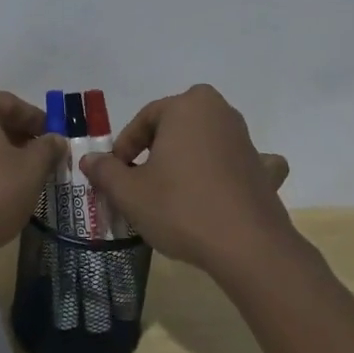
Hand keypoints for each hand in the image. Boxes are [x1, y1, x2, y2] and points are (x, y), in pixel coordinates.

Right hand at [79, 84, 293, 277]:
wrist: (246, 246)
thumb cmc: (180, 208)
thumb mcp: (130, 192)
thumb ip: (106, 171)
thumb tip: (89, 159)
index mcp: (187, 106)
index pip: (144, 119)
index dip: (124, 148)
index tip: (115, 174)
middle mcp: (220, 113)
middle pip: (176, 126)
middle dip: (156, 148)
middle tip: (140, 180)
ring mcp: (246, 141)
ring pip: (206, 142)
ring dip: (188, 159)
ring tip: (172, 191)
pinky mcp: (264, 170)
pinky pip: (240, 163)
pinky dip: (230, 172)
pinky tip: (222, 189)